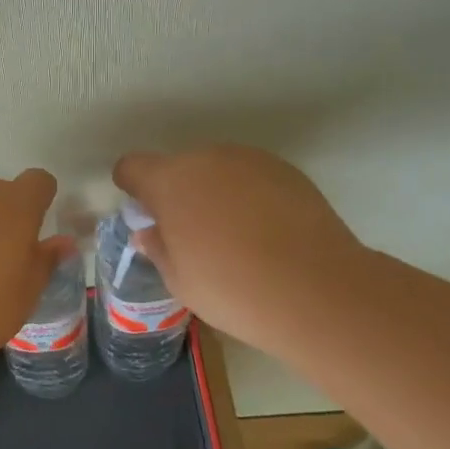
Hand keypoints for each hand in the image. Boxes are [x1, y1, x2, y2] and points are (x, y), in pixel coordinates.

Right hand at [113, 145, 370, 356]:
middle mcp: (206, 159)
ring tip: (236, 237)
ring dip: (215, 193)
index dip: (132, 187)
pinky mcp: (287, 170)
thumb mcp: (180, 280)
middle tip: (193, 235)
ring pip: (217, 170)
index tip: (143, 212)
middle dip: (178, 193)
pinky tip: (268, 233)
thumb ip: (159, 248)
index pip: (132, 167)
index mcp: (170, 181)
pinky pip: (252, 178)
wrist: (318, 289)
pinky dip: (250, 196)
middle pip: (179, 168)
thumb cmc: (232, 289)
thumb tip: (150, 233)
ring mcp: (249, 160)